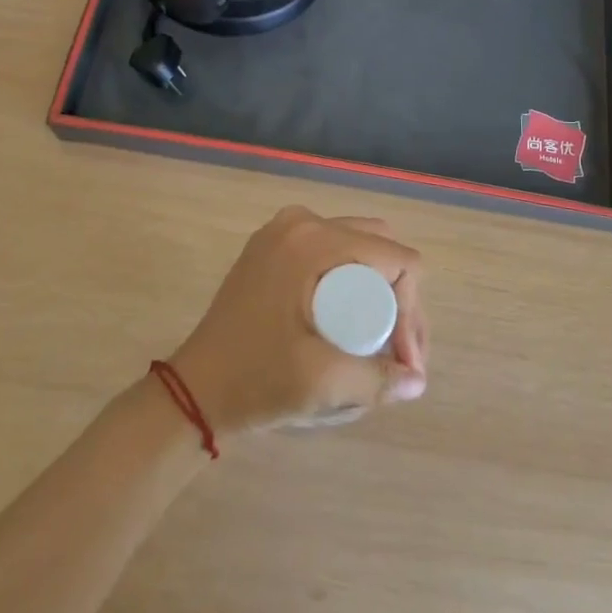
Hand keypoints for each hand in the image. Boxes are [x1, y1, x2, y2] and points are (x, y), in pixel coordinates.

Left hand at [170, 206, 429, 435]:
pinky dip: (351, 280)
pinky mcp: (273, 247)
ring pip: (358, 247)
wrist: (193, 389)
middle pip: (380, 248)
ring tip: (380, 342)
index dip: (411, 311)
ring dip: (378, 289)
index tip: (403, 362)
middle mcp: (301, 222)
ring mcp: (283, 231)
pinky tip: (351, 320)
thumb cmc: (255, 380)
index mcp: (313, 241)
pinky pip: (332, 251)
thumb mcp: (321, 382)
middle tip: (398, 353)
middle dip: (400, 299)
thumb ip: (377, 380)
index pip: (395, 259)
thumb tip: (418, 381)